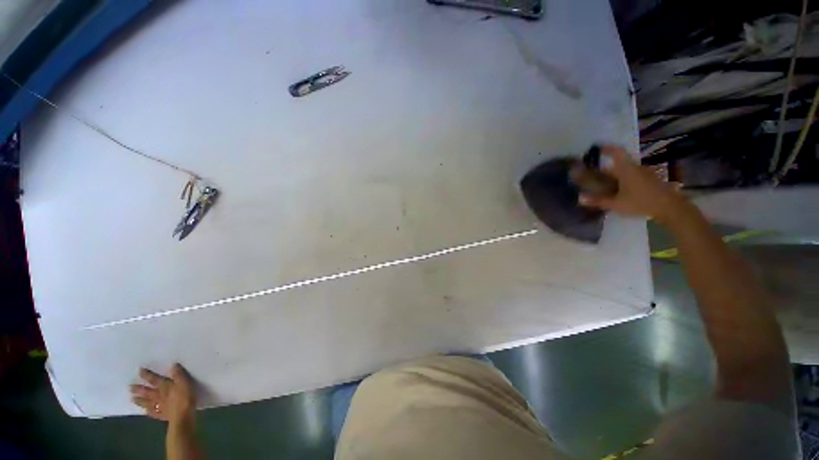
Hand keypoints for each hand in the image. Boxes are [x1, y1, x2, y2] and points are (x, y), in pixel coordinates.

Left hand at [131, 364, 195, 423]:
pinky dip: (149, 413)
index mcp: (162, 386)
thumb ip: (178, 374)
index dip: (146, 374)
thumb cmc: (184, 399)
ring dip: (140, 401)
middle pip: (146, 391)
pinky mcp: (164, 417)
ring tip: (132, 400)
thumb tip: (173, 365)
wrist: (184, 417)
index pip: (152, 378)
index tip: (139, 371)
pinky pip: (155, 414)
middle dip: (138, 389)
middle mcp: (158, 395)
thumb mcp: (184, 383)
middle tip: (129, 388)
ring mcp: (160, 406)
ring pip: (148, 403)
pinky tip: (145, 412)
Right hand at [579, 145, 684, 221]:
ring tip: (615, 186)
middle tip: (603, 174)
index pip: (613, 151)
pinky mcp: (651, 180)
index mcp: (624, 166)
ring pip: (629, 169)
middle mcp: (633, 165)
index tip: (598, 149)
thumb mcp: (618, 203)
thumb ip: (600, 201)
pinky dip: (630, 181)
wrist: (667, 205)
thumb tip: (579, 198)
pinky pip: (636, 176)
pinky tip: (629, 192)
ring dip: (622, 174)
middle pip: (620, 162)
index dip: (605, 148)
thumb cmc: (640, 201)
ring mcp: (644, 172)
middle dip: (611, 166)